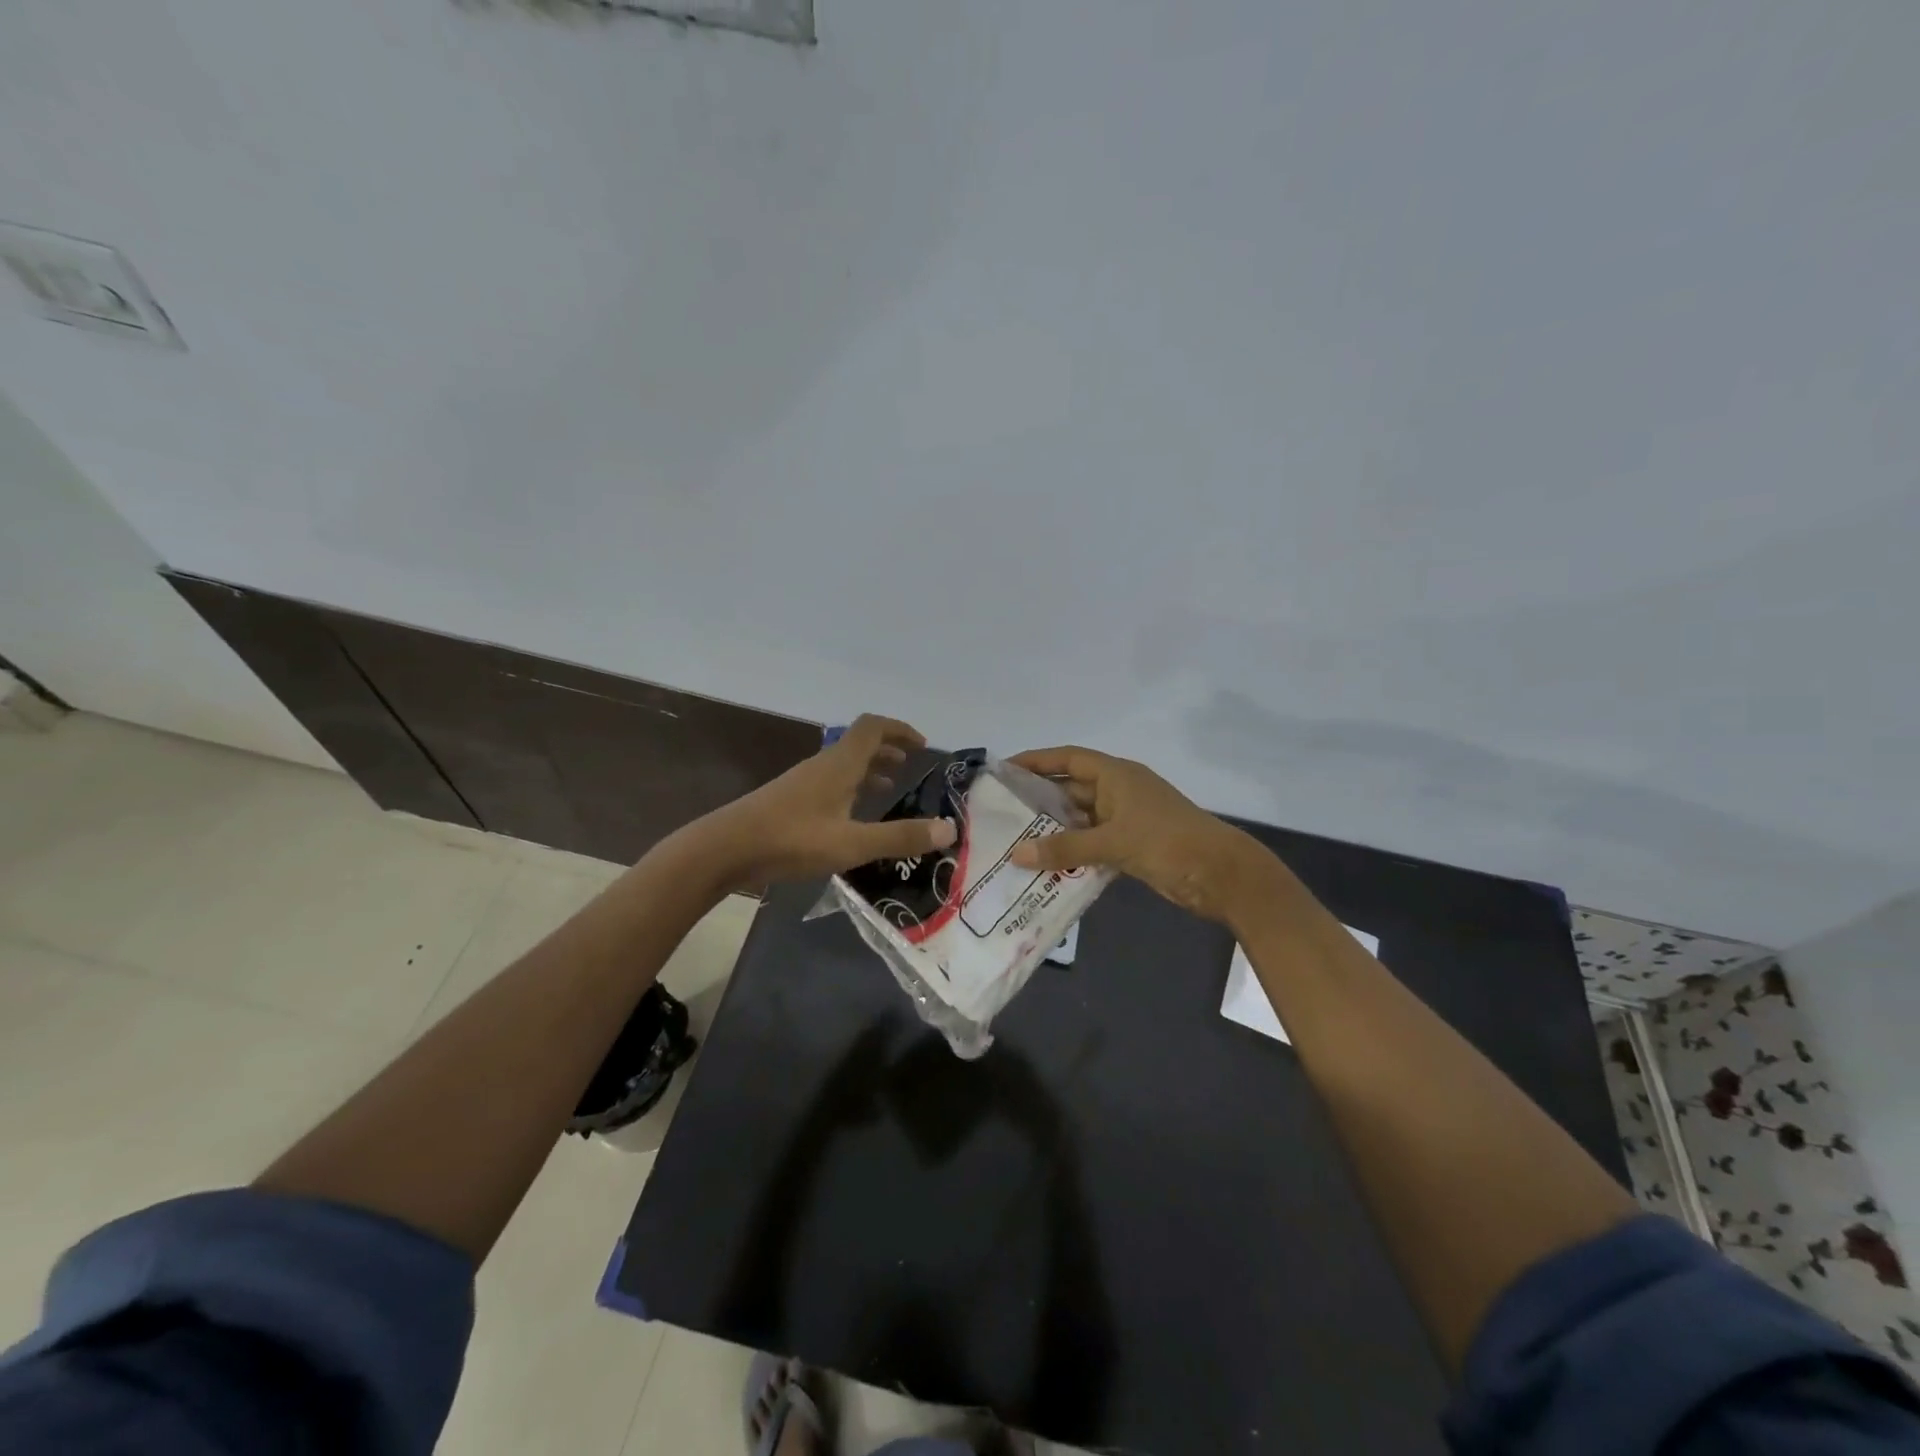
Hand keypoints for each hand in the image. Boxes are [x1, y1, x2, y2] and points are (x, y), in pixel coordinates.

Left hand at [686, 715, 956, 890]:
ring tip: (889, 787)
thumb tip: (950, 829)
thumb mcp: (852, 843)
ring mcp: (803, 781)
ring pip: (843, 764)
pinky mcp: (790, 799)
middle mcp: (823, 765)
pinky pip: (830, 782)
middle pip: (859, 743)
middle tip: (910, 765)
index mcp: (840, 764)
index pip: (874, 727)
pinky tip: (852, 816)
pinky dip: (851, 788)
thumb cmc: (792, 840)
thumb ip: (900, 836)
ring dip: (869, 769)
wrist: (725, 849)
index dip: (900, 729)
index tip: (922, 745)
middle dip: (888, 749)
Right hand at [1006, 745, 1284, 925]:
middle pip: (1070, 788)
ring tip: (1014, 842)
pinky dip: (1071, 852)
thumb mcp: (1113, 841)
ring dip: (1053, 830)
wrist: (1222, 875)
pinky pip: (1092, 843)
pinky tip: (1046, 866)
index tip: (1003, 770)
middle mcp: (1118, 791)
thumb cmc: (1168, 842)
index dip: (1035, 760)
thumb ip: (1064, 847)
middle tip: (1000, 813)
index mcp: (1116, 775)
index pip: (1067, 758)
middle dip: (1038, 800)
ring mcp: (1126, 819)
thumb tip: (1016, 854)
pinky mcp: (1132, 845)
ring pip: (1080, 819)